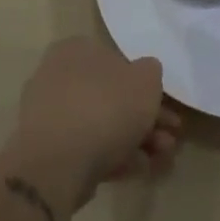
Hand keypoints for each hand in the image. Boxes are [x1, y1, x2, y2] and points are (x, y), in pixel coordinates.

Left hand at [7, 37, 181, 210]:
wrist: (58, 162)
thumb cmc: (106, 106)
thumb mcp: (146, 79)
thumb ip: (151, 72)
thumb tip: (144, 75)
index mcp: (76, 51)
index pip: (117, 61)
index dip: (146, 85)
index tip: (167, 107)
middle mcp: (58, 78)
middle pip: (113, 97)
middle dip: (147, 119)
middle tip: (170, 137)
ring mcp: (51, 117)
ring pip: (104, 125)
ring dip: (138, 141)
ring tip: (162, 159)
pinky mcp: (49, 152)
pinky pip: (88, 149)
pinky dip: (116, 158)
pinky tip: (139, 170)